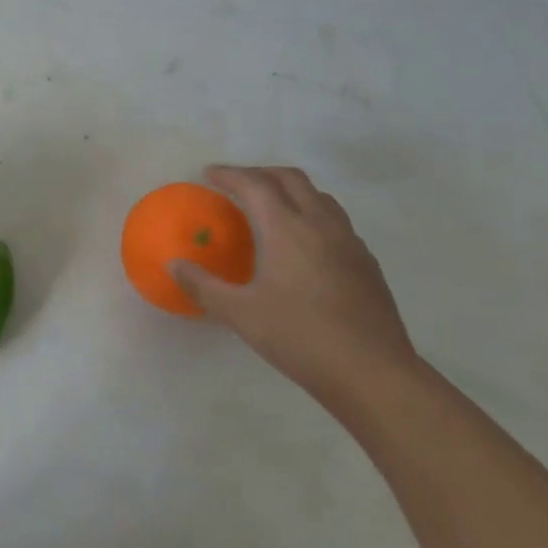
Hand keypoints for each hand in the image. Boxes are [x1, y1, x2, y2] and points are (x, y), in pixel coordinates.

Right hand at [169, 165, 419, 414]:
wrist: (374, 374)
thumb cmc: (301, 338)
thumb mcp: (240, 314)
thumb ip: (203, 286)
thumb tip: (174, 264)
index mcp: (287, 228)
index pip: (255, 184)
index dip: (229, 174)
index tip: (208, 174)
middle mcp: (321, 224)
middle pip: (290, 179)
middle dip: (260, 173)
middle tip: (237, 184)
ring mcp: (349, 242)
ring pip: (319, 196)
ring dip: (290, 190)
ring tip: (270, 207)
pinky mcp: (366, 263)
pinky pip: (336, 221)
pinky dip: (312, 214)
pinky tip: (304, 244)